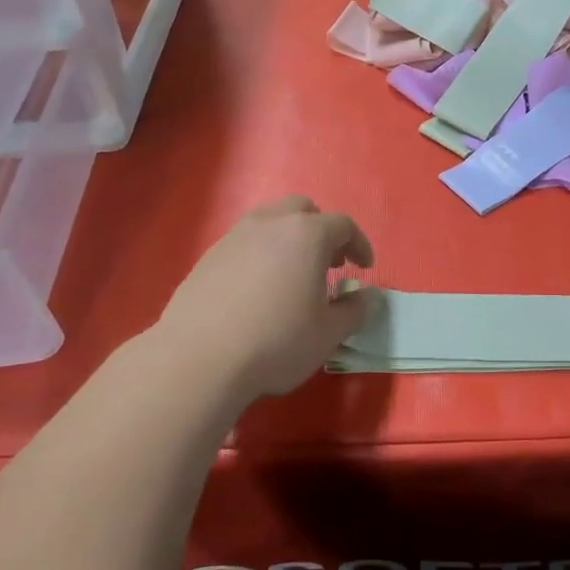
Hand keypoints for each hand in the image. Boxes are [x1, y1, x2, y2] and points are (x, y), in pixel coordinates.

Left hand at [156, 197, 374, 400]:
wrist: (199, 358)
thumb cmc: (276, 342)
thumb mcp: (328, 334)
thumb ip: (355, 310)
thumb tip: (370, 296)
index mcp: (307, 235)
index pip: (343, 225)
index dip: (359, 244)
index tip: (365, 268)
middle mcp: (270, 224)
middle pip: (302, 210)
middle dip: (322, 231)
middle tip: (329, 263)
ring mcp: (234, 237)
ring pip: (269, 221)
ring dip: (288, 239)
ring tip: (293, 274)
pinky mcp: (208, 256)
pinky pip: (244, 243)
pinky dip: (260, 254)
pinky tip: (258, 289)